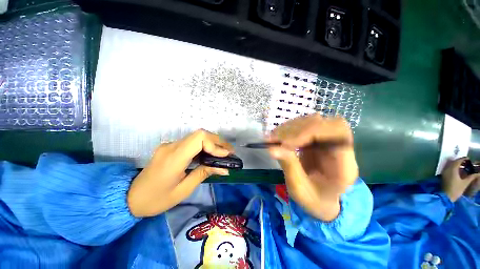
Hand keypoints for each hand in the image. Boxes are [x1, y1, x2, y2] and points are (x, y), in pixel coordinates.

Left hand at [127, 130, 233, 216]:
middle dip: (218, 142)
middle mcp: (171, 146)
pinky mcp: (171, 147)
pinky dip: (204, 146)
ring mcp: (170, 145)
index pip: (198, 139)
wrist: (130, 197)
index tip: (226, 155)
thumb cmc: (157, 199)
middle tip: (230, 151)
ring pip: (196, 136)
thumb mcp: (184, 189)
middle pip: (200, 134)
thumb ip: (204, 173)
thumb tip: (224, 168)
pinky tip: (211, 153)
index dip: (215, 144)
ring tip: (224, 152)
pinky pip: (191, 142)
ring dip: (212, 143)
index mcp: (174, 158)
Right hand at [267, 115, 357, 220]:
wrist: (321, 200)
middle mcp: (339, 148)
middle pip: (326, 123)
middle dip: (297, 129)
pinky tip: (277, 137)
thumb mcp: (300, 190)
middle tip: (275, 139)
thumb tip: (272, 148)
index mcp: (344, 165)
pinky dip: (288, 130)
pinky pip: (303, 126)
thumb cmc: (314, 200)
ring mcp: (327, 142)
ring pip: (312, 121)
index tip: (285, 143)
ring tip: (273, 138)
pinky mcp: (316, 140)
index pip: (337, 134)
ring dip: (290, 128)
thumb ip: (289, 167)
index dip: (310, 132)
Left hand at [441, 157, 479, 201]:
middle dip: (460, 161)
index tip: (469, 159)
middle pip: (453, 162)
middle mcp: (447, 169)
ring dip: (457, 165)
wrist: (446, 197)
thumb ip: (471, 177)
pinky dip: (454, 168)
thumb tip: (478, 173)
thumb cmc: (456, 190)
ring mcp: (444, 173)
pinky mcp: (443, 176)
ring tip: (464, 166)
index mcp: (452, 169)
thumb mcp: (465, 183)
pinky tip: (459, 171)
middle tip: (467, 162)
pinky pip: (449, 169)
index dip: (463, 159)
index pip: (457, 161)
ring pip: (451, 165)